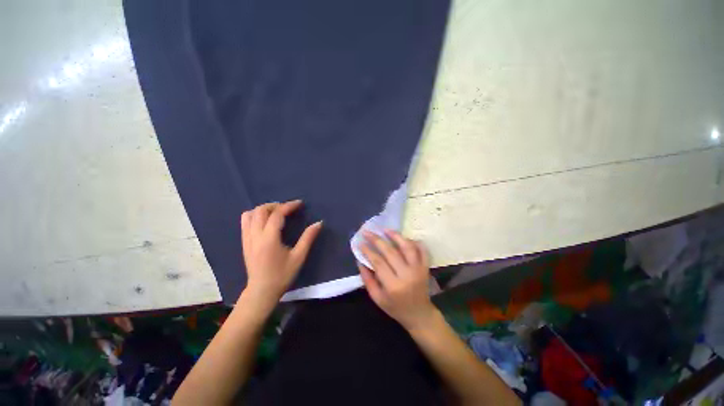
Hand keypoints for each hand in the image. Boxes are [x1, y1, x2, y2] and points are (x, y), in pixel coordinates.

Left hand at [240, 200, 321, 304]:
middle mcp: (255, 236)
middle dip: (276, 205)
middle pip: (261, 210)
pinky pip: (245, 222)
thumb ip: (308, 238)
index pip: (277, 214)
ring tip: (276, 213)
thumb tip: (319, 223)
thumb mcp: (299, 257)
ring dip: (264, 209)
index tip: (299, 203)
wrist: (262, 291)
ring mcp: (247, 239)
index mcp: (269, 239)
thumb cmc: (282, 275)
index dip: (289, 206)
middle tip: (288, 208)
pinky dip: (255, 215)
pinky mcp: (244, 242)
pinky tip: (265, 221)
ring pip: (250, 214)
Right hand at [358, 230, 437, 330]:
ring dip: (396, 236)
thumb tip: (360, 260)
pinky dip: (415, 242)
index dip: (368, 251)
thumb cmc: (395, 308)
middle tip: (368, 232)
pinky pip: (422, 250)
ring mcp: (418, 270)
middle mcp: (407, 275)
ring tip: (385, 229)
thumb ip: (367, 279)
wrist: (419, 315)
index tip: (360, 243)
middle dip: (377, 240)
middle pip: (390, 252)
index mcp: (393, 285)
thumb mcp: (377, 298)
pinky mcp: (425, 267)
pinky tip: (405, 238)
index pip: (378, 262)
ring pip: (407, 247)